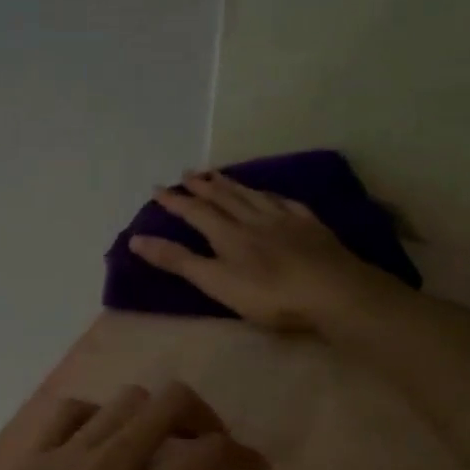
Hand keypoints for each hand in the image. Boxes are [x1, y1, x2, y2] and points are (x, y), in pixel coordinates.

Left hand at [0, 381, 272, 469]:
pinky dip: (99, 416)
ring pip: (125, 400)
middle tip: (210, 449)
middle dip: (204, 417)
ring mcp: (64, 454)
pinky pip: (72, 410)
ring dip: (154, 416)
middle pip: (170, 402)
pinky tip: (100, 446)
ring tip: (159, 449)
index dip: (243, 455)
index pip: (209, 452)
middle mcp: (107, 463)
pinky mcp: (31, 457)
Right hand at [130, 173, 384, 332]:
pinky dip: (269, 195)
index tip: (158, 189)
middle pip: (224, 197)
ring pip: (252, 195)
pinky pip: (283, 202)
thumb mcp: (216, 282)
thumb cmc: (269, 295)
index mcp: (227, 234)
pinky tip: (269, 194)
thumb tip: (136, 239)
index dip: (176, 201)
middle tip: (188, 173)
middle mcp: (253, 219)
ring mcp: (284, 219)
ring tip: (219, 175)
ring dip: (232, 185)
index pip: (195, 211)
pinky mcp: (310, 226)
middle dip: (203, 186)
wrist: (332, 291)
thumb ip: (178, 261)